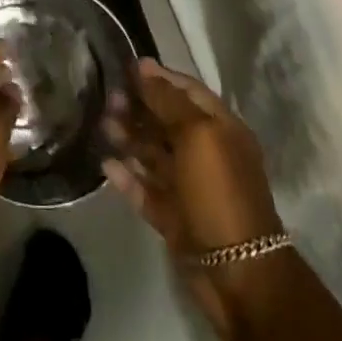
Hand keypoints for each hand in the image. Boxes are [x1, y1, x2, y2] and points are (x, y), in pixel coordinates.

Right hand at [103, 58, 284, 340]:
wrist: (238, 274)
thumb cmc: (220, 193)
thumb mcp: (197, 135)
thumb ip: (168, 101)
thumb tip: (144, 67)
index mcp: (220, 129)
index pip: (187, 92)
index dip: (159, 77)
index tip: (126, 66)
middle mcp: (205, 154)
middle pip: (167, 122)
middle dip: (139, 107)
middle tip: (108, 98)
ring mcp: (189, 188)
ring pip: (154, 154)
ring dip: (129, 138)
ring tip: (102, 124)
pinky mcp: (173, 218)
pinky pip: (146, 190)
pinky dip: (127, 177)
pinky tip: (106, 165)